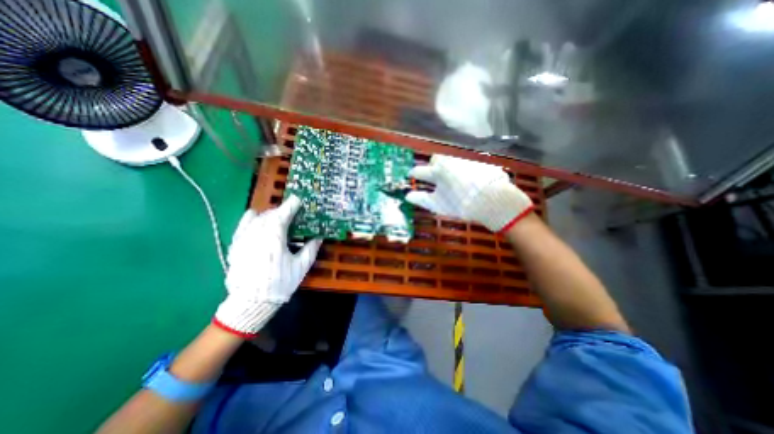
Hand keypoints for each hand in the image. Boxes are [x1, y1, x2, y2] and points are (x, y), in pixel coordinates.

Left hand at [210, 194, 321, 340]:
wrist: (250, 303)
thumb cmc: (280, 283)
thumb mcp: (301, 267)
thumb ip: (311, 249)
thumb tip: (318, 237)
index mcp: (274, 237)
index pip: (283, 214)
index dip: (291, 205)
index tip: (298, 199)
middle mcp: (257, 233)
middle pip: (269, 214)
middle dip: (281, 211)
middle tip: (291, 214)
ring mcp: (243, 239)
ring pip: (256, 218)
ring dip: (268, 215)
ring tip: (275, 219)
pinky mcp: (235, 246)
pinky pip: (242, 225)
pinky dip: (251, 220)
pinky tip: (256, 222)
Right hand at [407, 153, 535, 231]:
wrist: (493, 200)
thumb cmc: (461, 204)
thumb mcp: (439, 205)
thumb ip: (422, 199)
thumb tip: (408, 196)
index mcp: (438, 171)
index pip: (420, 171)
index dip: (414, 173)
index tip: (410, 174)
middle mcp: (450, 162)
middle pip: (436, 160)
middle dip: (432, 166)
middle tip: (434, 177)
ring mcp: (466, 161)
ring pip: (451, 161)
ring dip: (447, 168)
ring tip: (451, 181)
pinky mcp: (480, 163)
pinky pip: (466, 165)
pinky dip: (463, 171)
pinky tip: (468, 182)